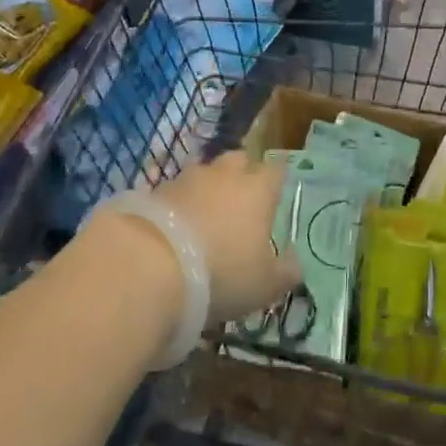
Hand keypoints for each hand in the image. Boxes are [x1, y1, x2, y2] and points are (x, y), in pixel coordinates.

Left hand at [149, 150, 300, 323]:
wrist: (150, 266)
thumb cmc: (222, 273)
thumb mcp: (265, 285)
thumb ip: (286, 271)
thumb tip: (295, 261)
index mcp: (258, 189)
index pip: (276, 170)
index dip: (277, 180)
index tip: (276, 194)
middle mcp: (225, 175)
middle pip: (238, 160)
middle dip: (242, 174)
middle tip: (241, 202)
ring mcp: (187, 179)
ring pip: (204, 174)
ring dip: (207, 189)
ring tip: (205, 217)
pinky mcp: (154, 192)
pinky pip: (176, 192)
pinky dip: (179, 204)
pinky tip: (176, 228)